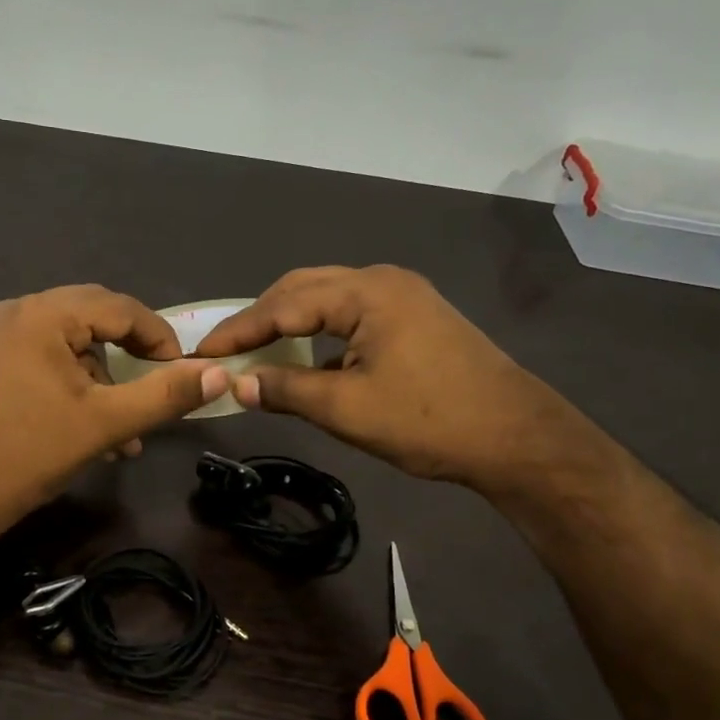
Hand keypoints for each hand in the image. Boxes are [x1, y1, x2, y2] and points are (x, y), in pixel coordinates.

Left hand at [0, 285, 229, 527]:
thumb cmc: (31, 452)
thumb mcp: (107, 422)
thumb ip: (166, 394)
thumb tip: (218, 375)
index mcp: (42, 315)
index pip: (119, 307)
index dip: (159, 337)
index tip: (183, 372)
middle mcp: (19, 312)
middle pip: (95, 319)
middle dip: (132, 357)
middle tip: (160, 386)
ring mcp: (2, 337)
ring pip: (74, 344)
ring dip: (107, 381)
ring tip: (130, 429)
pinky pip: (51, 360)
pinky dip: (80, 387)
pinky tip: (98, 431)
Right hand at [195, 265, 550, 485]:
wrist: (518, 439)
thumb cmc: (429, 421)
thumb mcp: (348, 409)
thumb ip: (287, 390)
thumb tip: (238, 385)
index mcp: (366, 293)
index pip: (284, 305)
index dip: (238, 331)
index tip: (201, 353)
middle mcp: (382, 281)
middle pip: (303, 289)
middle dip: (261, 319)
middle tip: (226, 351)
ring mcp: (403, 297)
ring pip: (328, 300)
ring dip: (290, 324)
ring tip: (257, 352)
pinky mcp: (415, 318)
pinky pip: (351, 315)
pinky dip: (320, 333)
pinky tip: (306, 358)